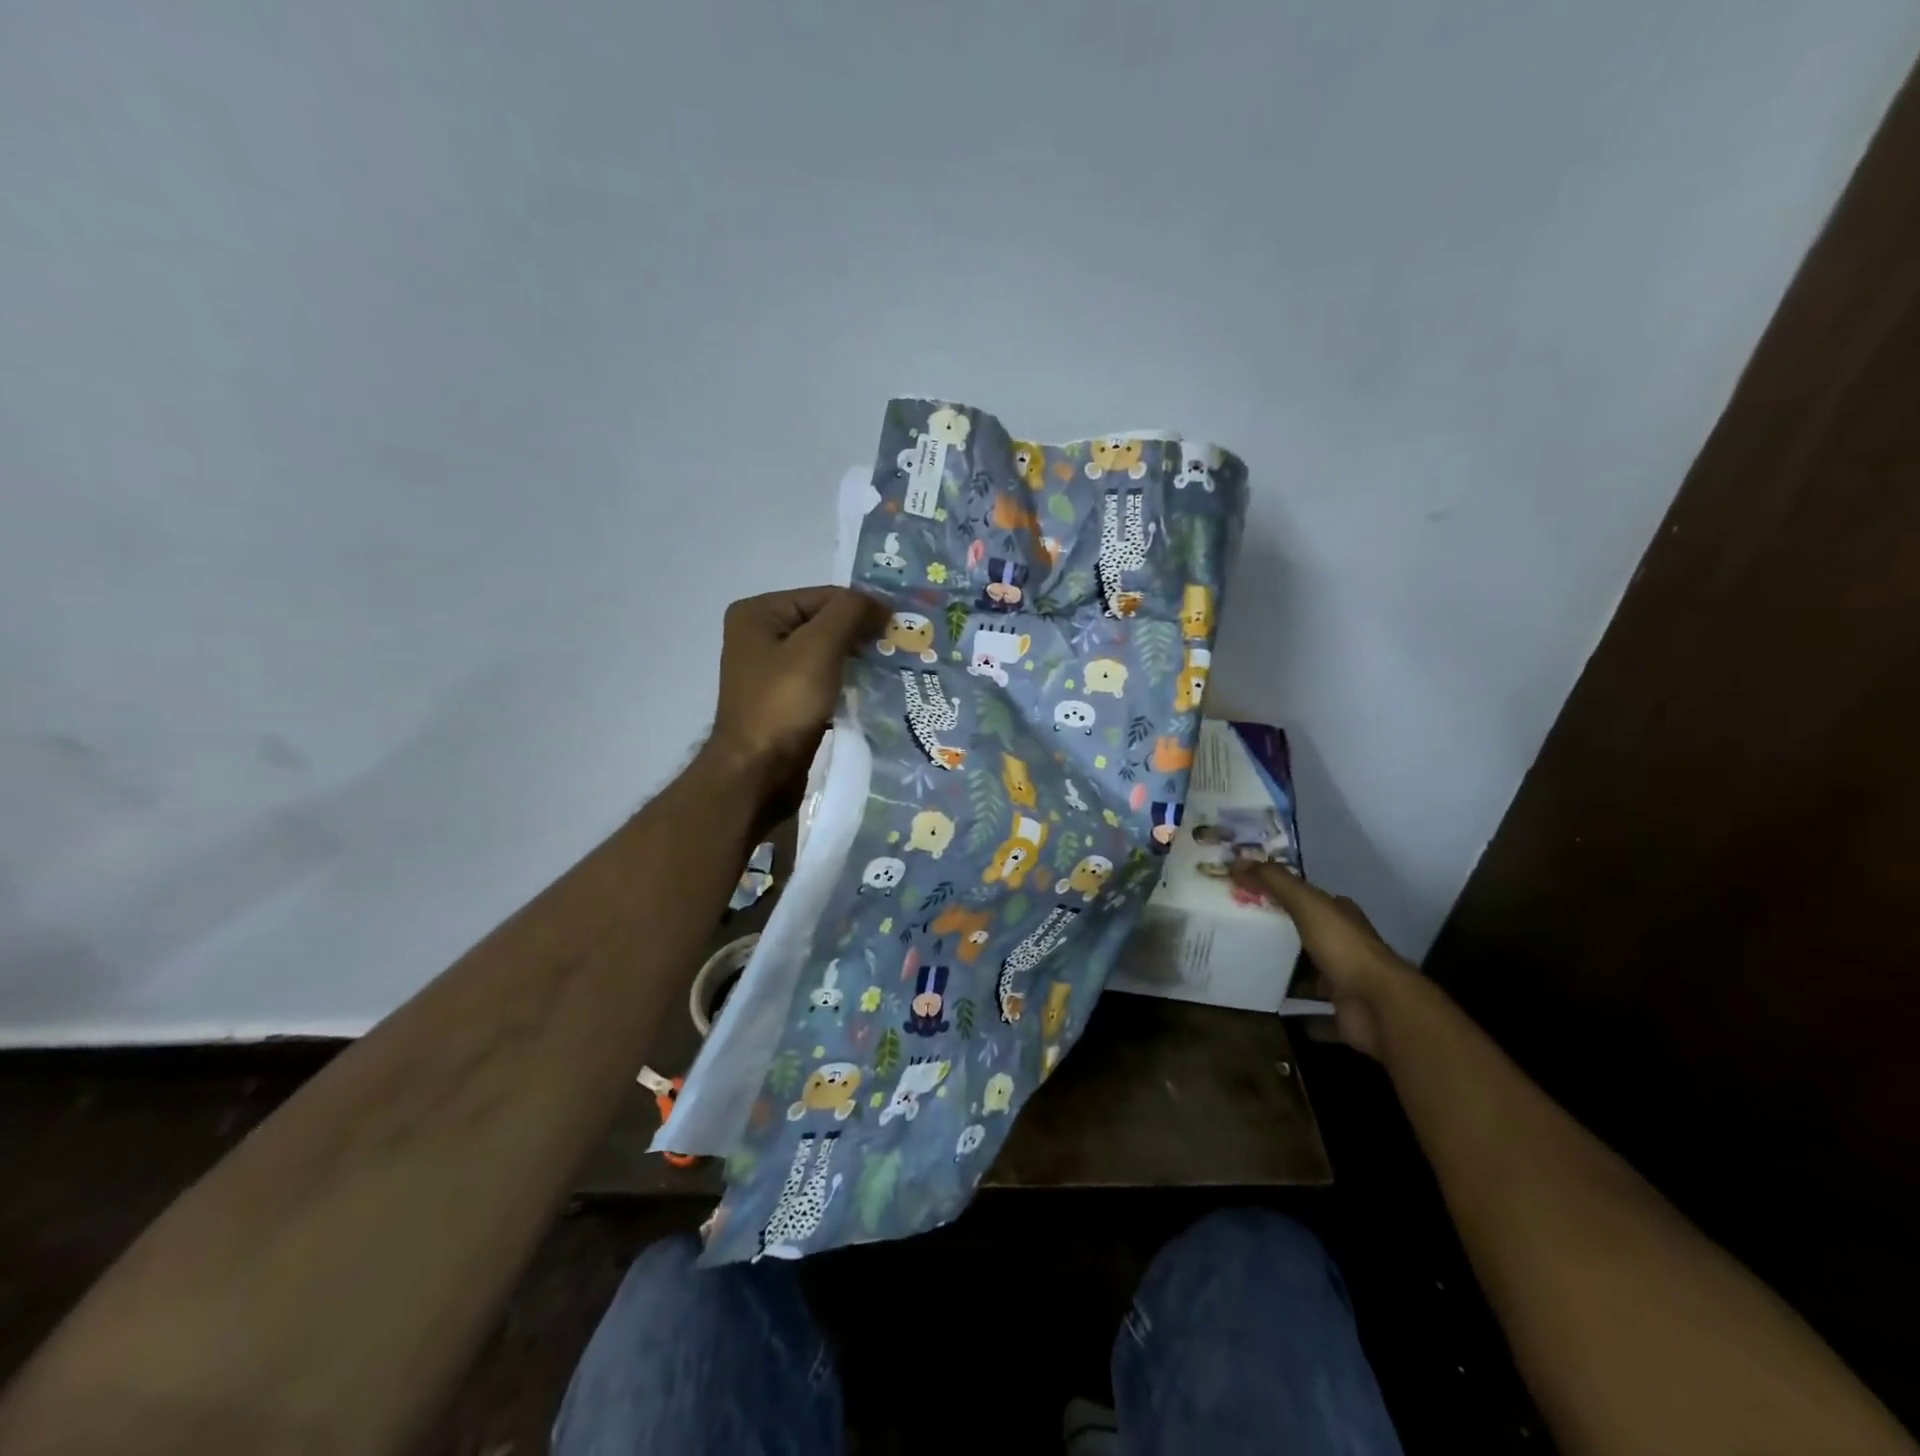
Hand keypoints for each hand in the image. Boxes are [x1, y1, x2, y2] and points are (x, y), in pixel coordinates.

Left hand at [706, 586, 886, 813]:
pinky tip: (872, 693)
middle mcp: (760, 636)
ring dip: (858, 662)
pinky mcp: (784, 701)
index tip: (901, 627)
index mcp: (759, 613)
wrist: (758, 774)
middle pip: (825, 624)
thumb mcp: (819, 647)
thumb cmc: (784, 704)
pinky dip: (846, 684)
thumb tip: (880, 602)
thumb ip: (850, 613)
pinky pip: (822, 681)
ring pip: (826, 654)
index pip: (824, 596)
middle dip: (862, 636)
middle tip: (900, 648)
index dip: (863, 608)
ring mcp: (771, 672)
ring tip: (892, 669)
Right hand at [1230, 861, 1416, 1058]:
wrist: (1380, 1007)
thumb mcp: (1307, 904)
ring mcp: (1348, 985)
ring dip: (1291, 977)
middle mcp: (1348, 949)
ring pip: (1313, 978)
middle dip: (1284, 938)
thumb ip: (1275, 882)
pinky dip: (1300, 1016)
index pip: (1313, 901)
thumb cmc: (1344, 948)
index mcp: (1342, 918)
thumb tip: (1237, 861)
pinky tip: (1273, 1012)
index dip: (1286, 896)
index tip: (1253, 898)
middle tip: (1242, 935)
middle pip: (1310, 939)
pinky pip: (1317, 1016)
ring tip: (1251, 972)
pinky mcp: (1345, 1016)